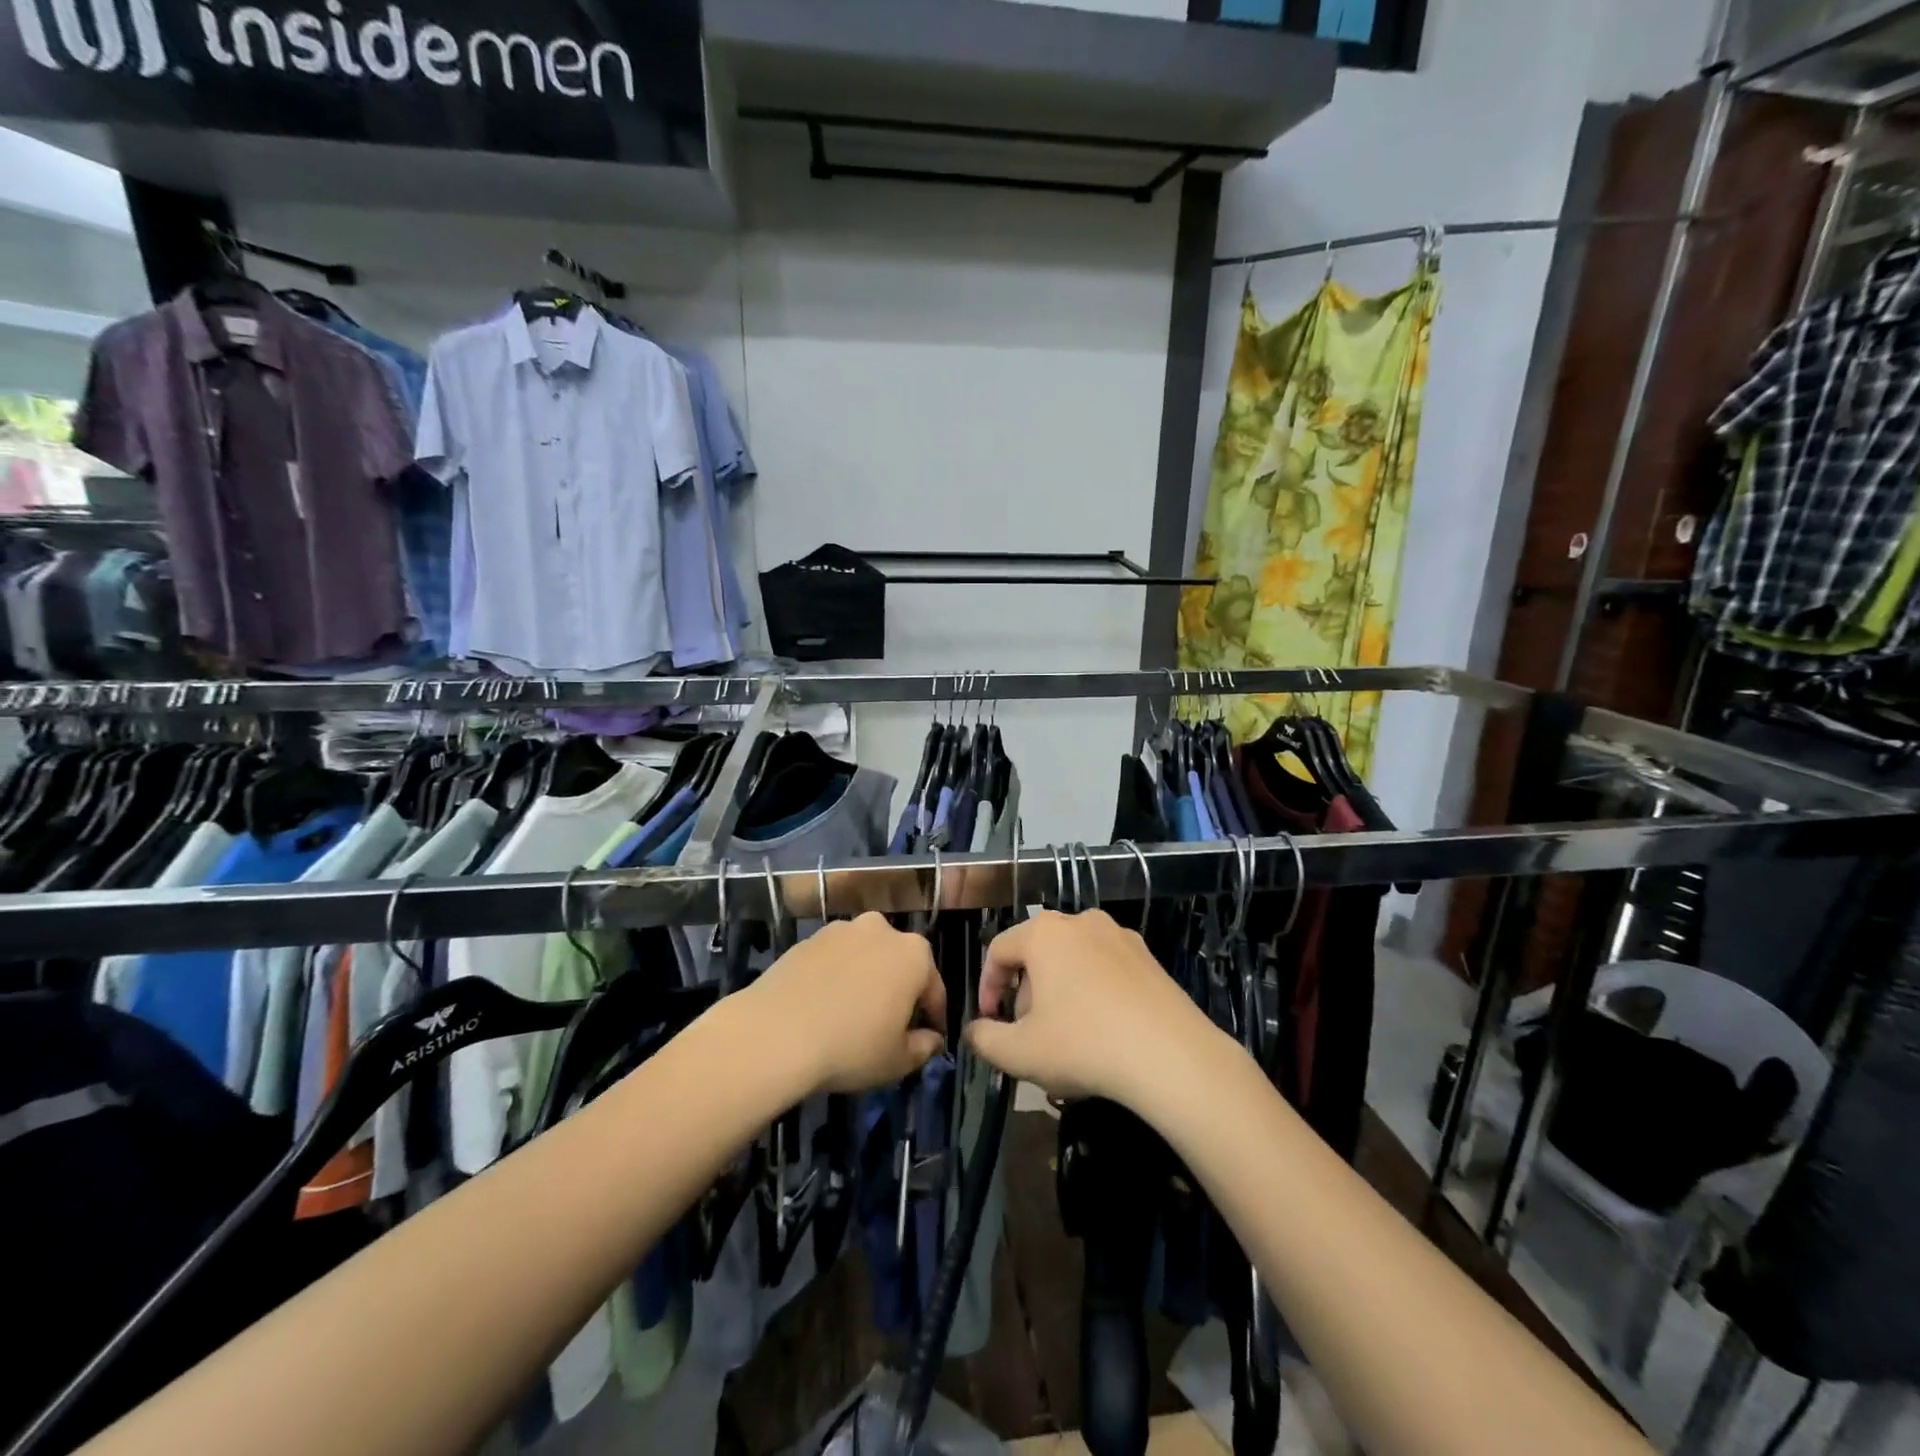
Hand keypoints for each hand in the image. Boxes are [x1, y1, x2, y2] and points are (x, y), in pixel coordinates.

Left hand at [747, 913, 947, 1093]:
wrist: (775, 1032)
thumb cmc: (851, 1047)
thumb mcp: (897, 1060)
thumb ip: (923, 1047)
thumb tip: (932, 1039)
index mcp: (915, 954)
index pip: (934, 988)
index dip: (934, 1016)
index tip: (929, 1037)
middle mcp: (882, 930)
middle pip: (899, 963)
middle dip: (899, 989)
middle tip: (889, 1024)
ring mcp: (842, 929)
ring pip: (865, 956)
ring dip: (865, 978)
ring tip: (851, 1014)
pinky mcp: (808, 938)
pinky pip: (834, 959)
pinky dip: (835, 976)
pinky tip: (823, 1005)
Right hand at [965, 910, 1228, 1104]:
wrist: (1171, 1056)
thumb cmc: (1084, 1045)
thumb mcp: (1019, 1053)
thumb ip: (984, 1039)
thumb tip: (974, 1031)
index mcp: (1044, 933)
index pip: (998, 950)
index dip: (987, 987)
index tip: (991, 1023)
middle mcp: (1080, 921)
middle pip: (1036, 952)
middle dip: (1026, 991)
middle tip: (1030, 1032)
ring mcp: (1119, 935)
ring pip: (1072, 958)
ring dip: (1059, 991)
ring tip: (1067, 1034)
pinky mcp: (1148, 956)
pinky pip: (1104, 967)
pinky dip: (1093, 990)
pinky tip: (1103, 1029)